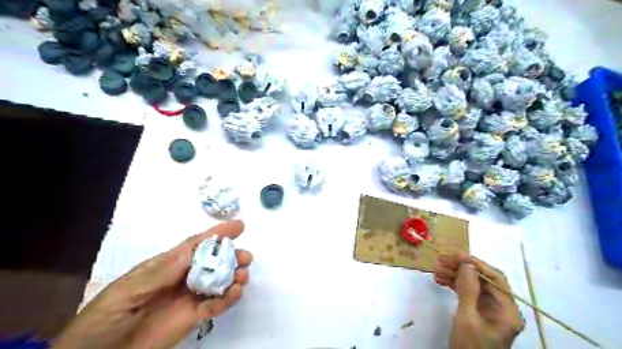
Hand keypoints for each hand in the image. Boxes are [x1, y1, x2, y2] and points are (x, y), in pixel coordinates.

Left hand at [52, 221, 251, 348]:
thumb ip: (158, 274)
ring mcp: (188, 298)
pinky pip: (214, 305)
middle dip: (231, 256)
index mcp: (165, 266)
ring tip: (241, 278)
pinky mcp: (192, 317)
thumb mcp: (127, 292)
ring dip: (233, 277)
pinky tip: (232, 295)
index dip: (217, 234)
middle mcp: (182, 278)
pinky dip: (227, 299)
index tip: (239, 226)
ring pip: (218, 281)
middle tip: (246, 258)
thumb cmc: (105, 319)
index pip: (195, 245)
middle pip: (212, 262)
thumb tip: (187, 252)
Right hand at [433, 254, 523, 348]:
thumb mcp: (467, 318)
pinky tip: (440, 280)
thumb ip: (468, 290)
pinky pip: (467, 293)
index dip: (476, 264)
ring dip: (454, 276)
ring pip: (473, 285)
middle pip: (483, 280)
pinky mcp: (478, 313)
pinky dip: (454, 285)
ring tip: (436, 271)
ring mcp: (489, 310)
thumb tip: (467, 264)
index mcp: (507, 311)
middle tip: (441, 261)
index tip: (456, 256)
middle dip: (461, 269)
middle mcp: (501, 308)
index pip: (495, 279)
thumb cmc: (470, 346)